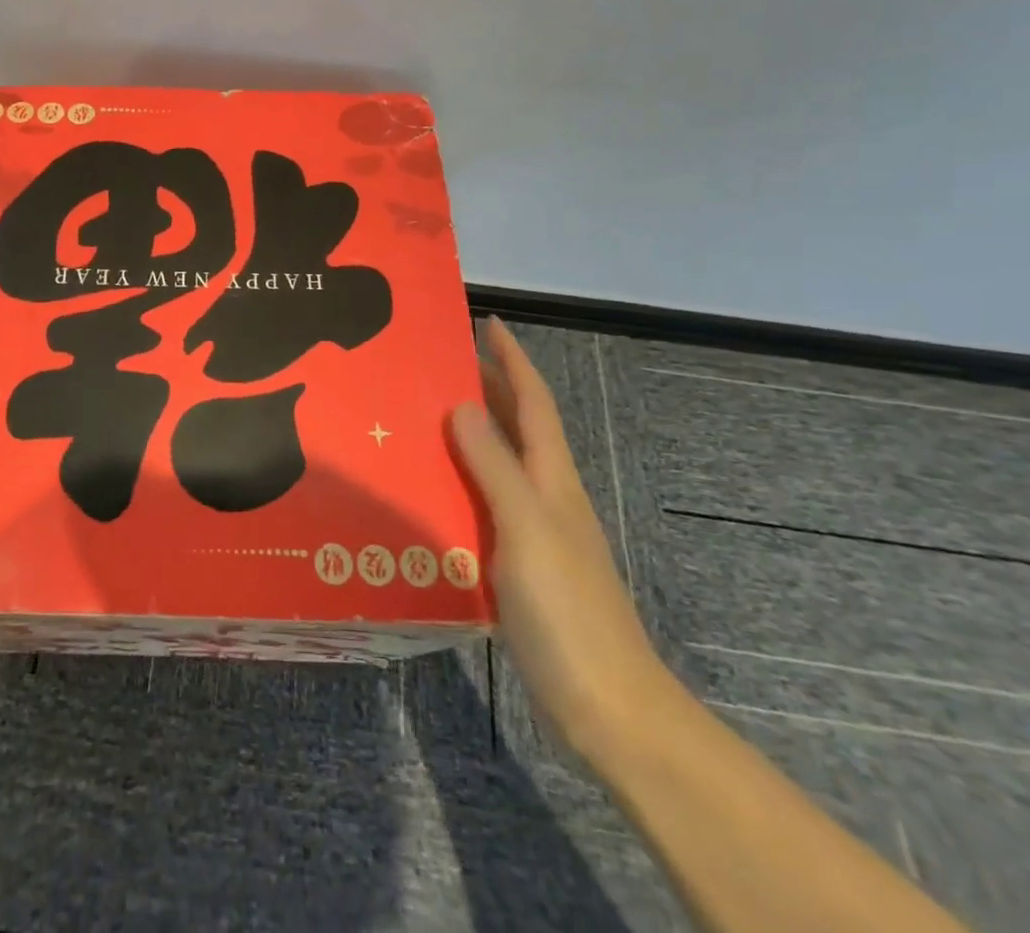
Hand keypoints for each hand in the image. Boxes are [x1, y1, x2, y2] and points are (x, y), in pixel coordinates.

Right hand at [449, 316, 681, 761]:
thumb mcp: (528, 527)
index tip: (487, 323)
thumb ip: (495, 466)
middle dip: (489, 387)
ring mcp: (535, 533)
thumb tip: (463, 405)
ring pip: (500, 465)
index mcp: (554, 480)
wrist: (607, 707)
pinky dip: (461, 483)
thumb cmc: (568, 610)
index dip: (513, 361)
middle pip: (519, 428)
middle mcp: (546, 497)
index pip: (534, 403)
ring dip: (470, 434)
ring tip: (421, 416)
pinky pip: (484, 505)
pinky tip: (431, 491)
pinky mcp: (519, 566)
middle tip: (438, 363)